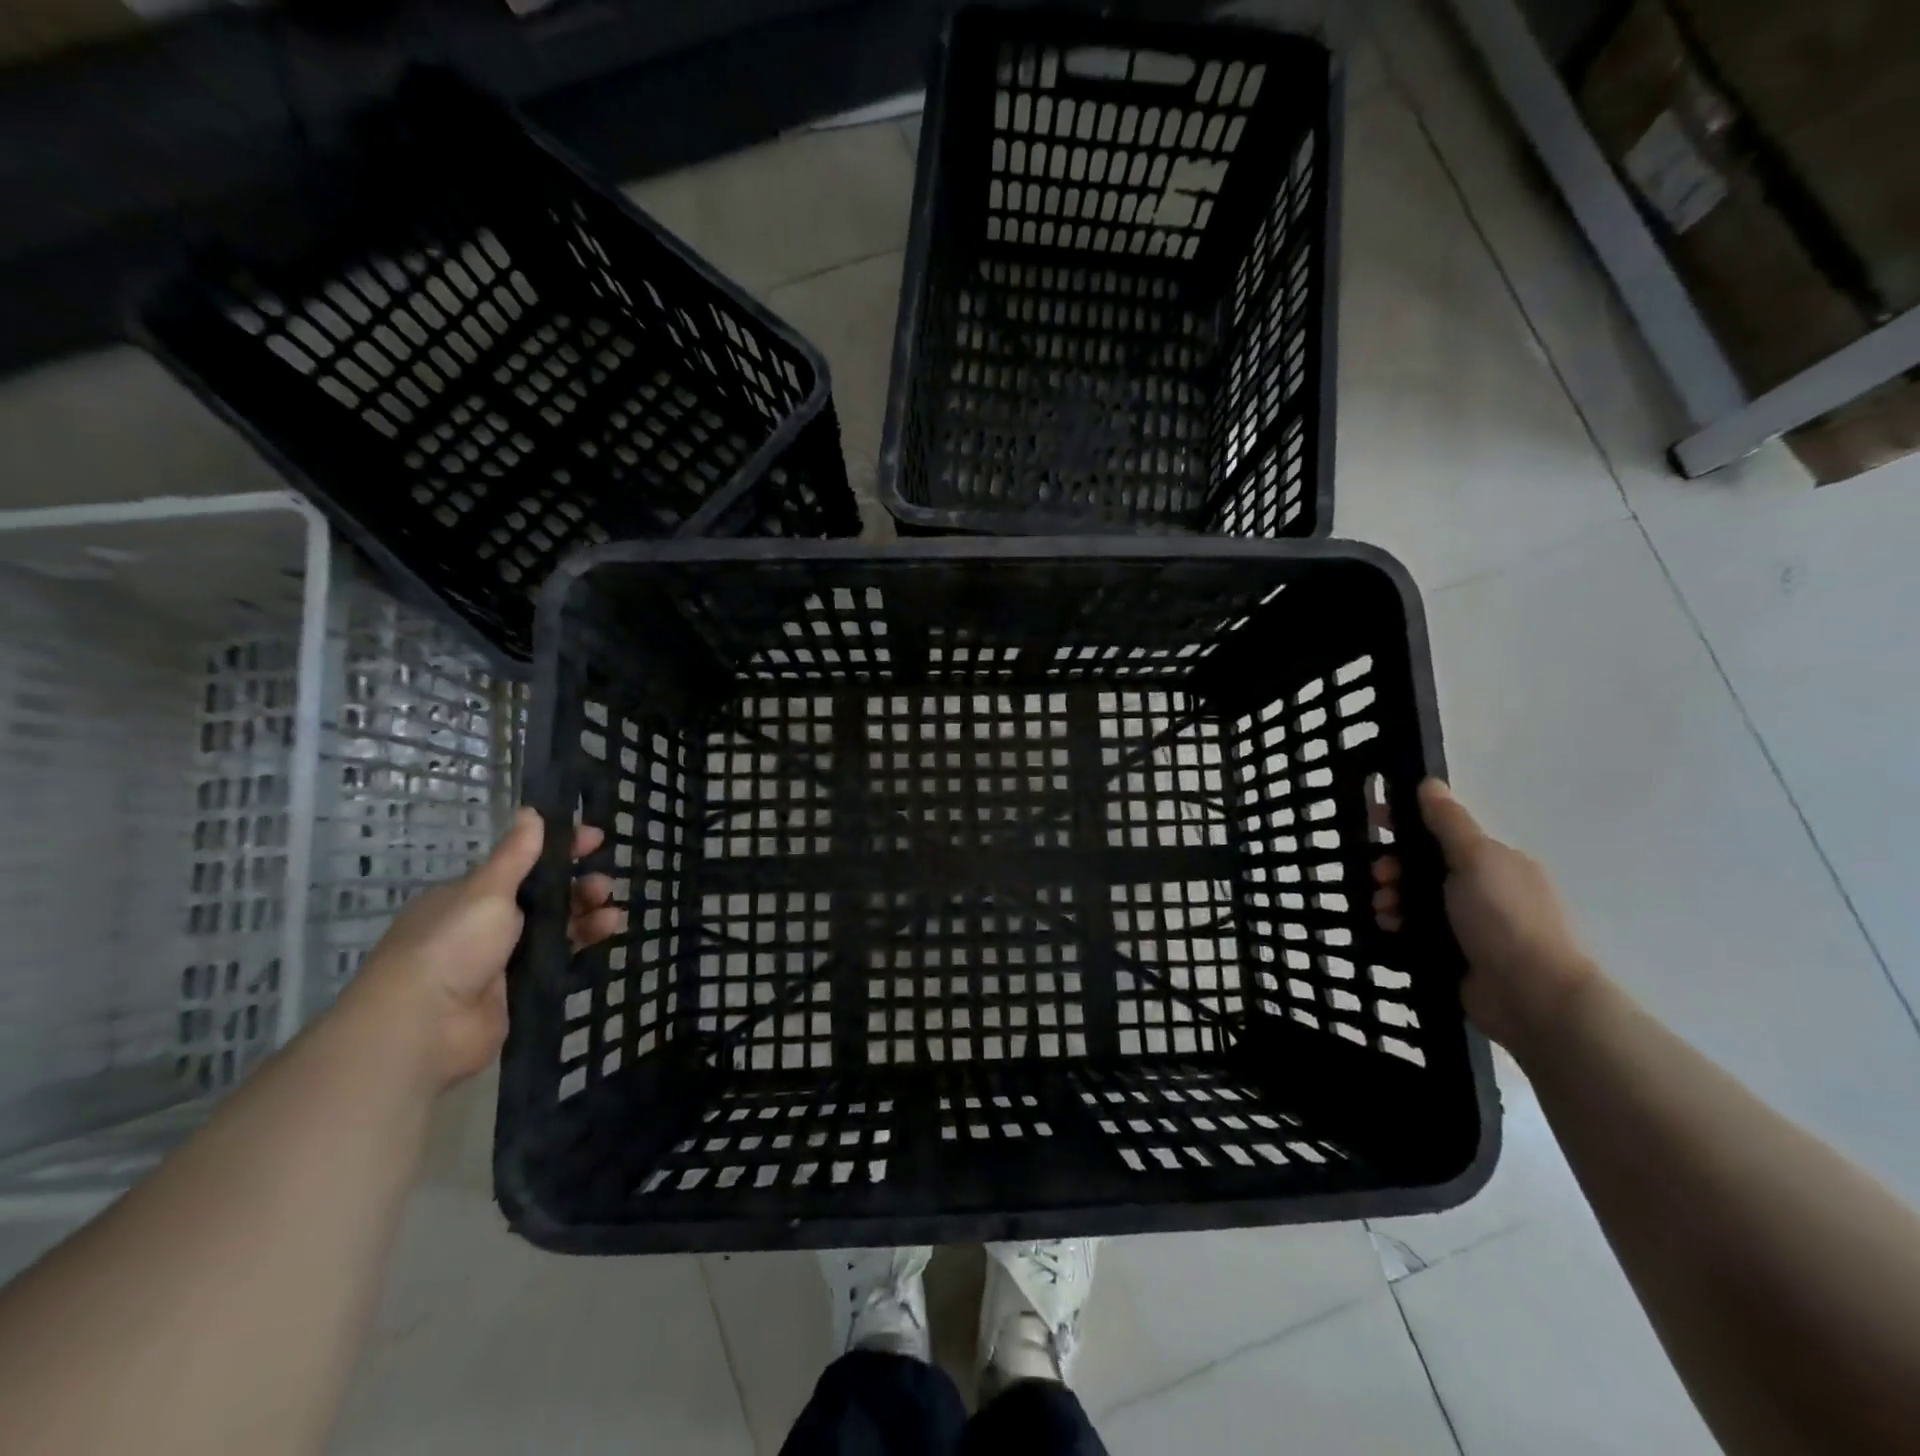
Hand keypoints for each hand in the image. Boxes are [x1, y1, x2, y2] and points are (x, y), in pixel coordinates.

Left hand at [341, 807, 624, 1089]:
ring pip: (555, 928)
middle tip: (605, 884)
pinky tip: (608, 932)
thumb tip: (531, 811)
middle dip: (577, 885)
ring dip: (586, 914)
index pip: (522, 864)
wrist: (425, 1026)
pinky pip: (559, 959)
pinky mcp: (520, 990)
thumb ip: (515, 854)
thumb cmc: (451, 944)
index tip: (595, 840)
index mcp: (469, 897)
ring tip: (613, 912)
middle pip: (543, 897)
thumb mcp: (486, 890)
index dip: (559, 849)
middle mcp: (484, 925)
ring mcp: (502, 960)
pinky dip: (584, 943)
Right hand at [1374, 780, 1598, 1050]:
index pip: (1441, 831)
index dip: (1407, 822)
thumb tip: (1429, 783)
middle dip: (1393, 866)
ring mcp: (1469, 925)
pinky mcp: (1454, 954)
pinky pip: (1414, 930)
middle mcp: (1482, 889)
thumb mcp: (1476, 859)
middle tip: (1379, 877)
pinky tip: (1387, 929)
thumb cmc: (1504, 918)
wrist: (1532, 996)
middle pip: (1423, 866)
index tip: (1373, 819)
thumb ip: (1448, 823)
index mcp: (1493, 862)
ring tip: (1384, 911)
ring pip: (1415, 899)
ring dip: (1391, 897)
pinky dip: (1397, 925)